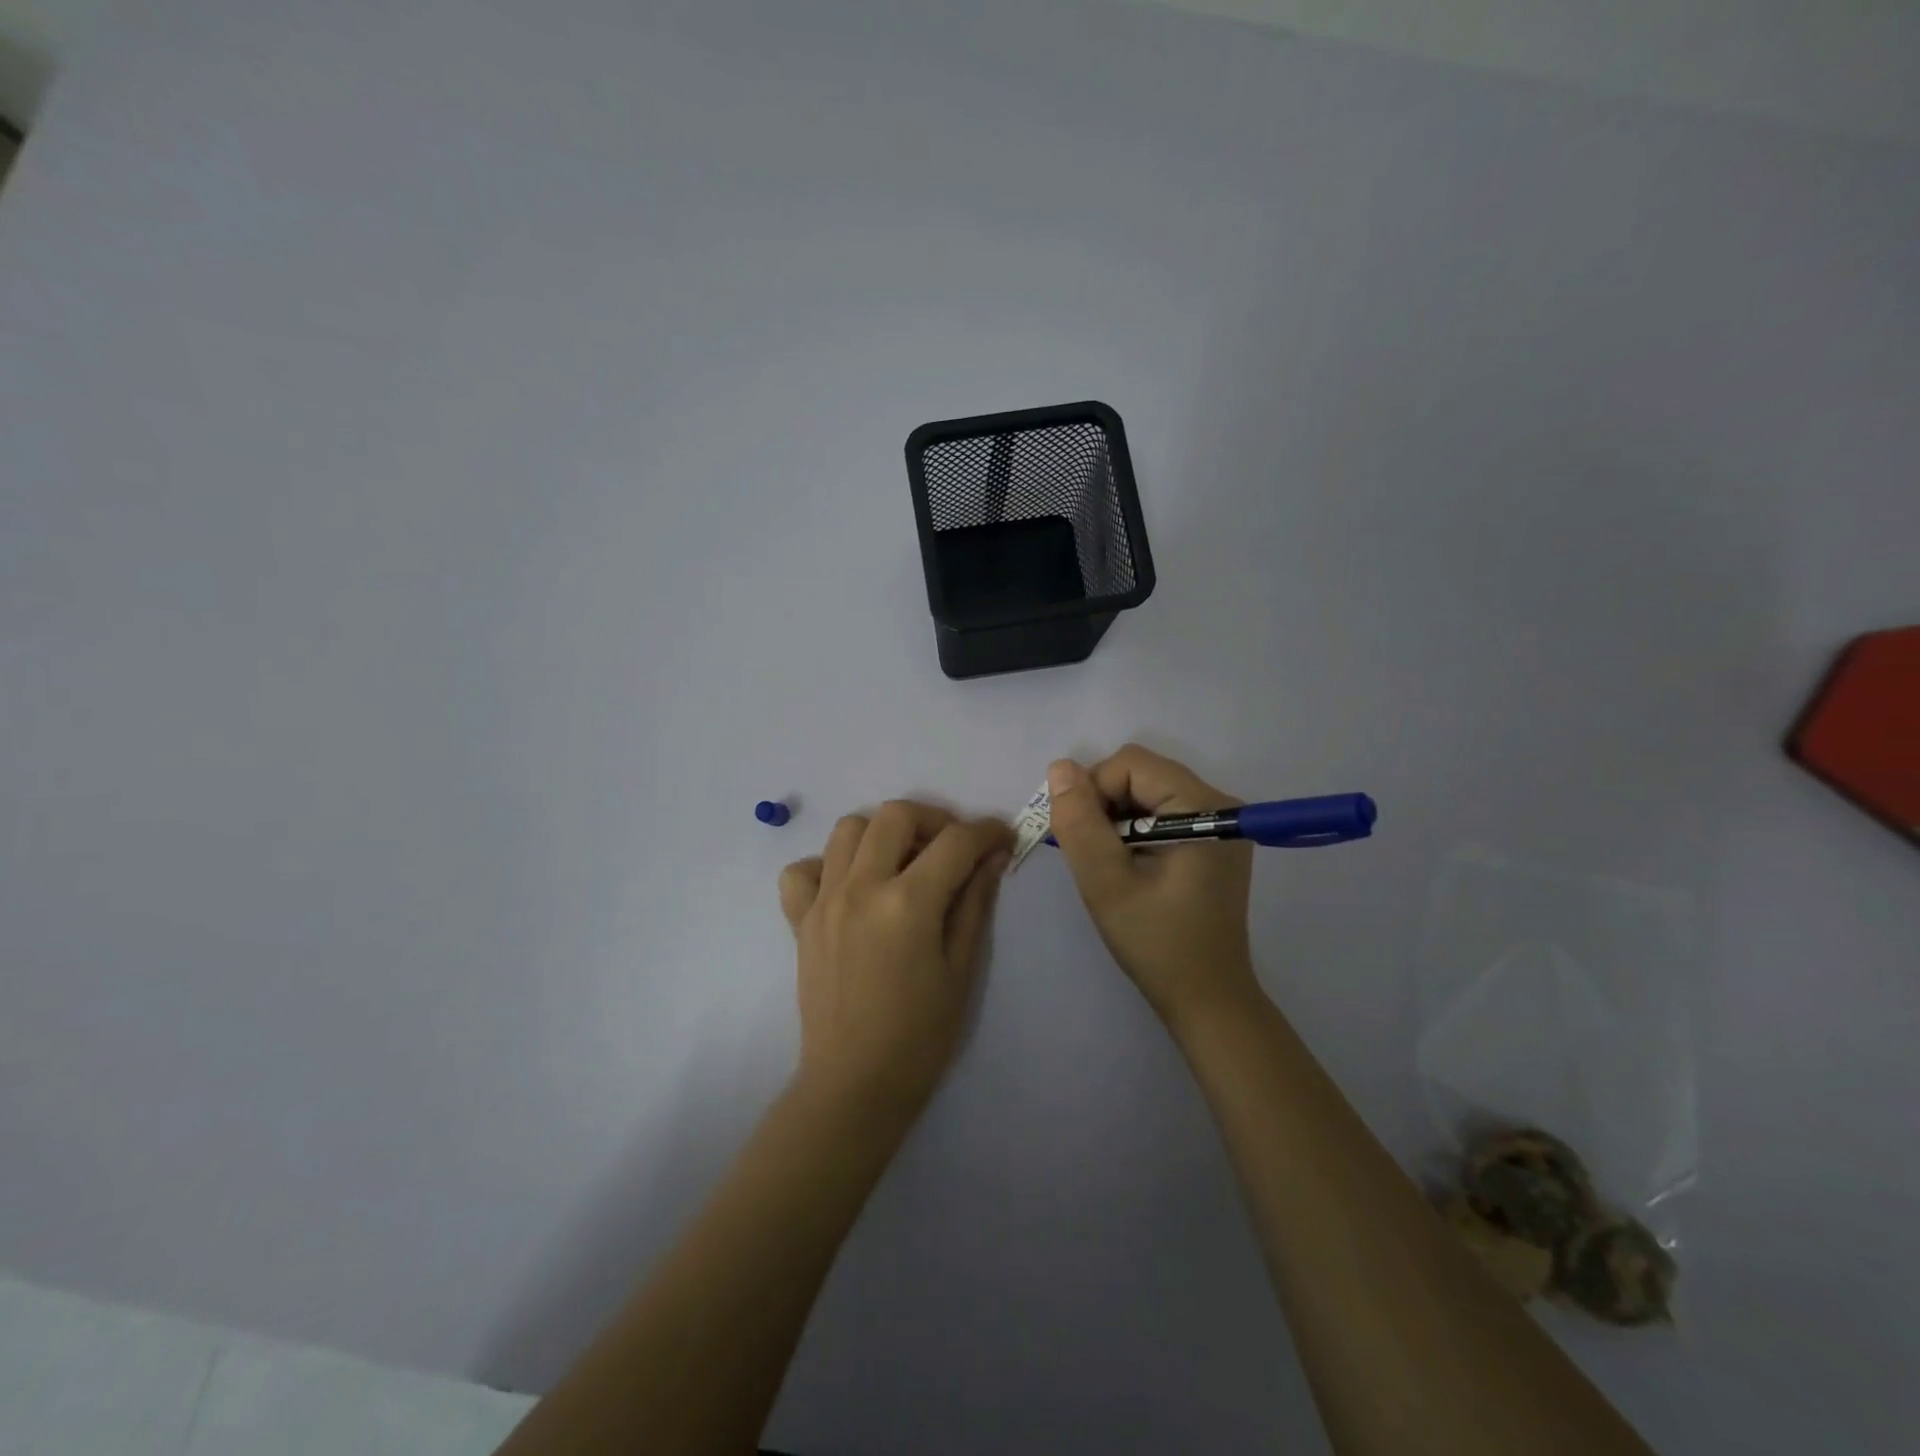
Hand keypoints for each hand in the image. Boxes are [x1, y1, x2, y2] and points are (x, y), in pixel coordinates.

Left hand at [779, 802, 1012, 1120]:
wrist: (854, 1084)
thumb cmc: (920, 1035)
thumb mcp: (961, 969)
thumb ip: (975, 903)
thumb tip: (994, 856)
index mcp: (907, 903)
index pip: (955, 842)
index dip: (986, 832)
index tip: (1002, 839)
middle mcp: (860, 887)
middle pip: (896, 815)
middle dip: (934, 819)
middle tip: (953, 848)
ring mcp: (824, 900)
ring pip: (848, 829)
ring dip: (883, 833)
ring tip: (904, 861)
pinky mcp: (800, 919)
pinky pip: (802, 870)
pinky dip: (827, 865)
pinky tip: (851, 887)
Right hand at [1046, 746, 1258, 1027]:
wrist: (1207, 999)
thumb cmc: (1157, 943)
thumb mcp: (1107, 883)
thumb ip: (1080, 822)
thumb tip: (1059, 767)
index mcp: (1203, 806)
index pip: (1130, 765)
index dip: (1093, 792)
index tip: (1080, 839)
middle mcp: (1219, 802)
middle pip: (1140, 773)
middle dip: (1103, 804)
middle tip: (1092, 854)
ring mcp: (1219, 821)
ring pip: (1146, 791)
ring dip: (1115, 818)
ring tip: (1109, 864)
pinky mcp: (1212, 839)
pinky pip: (1160, 811)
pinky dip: (1133, 829)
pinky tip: (1129, 866)